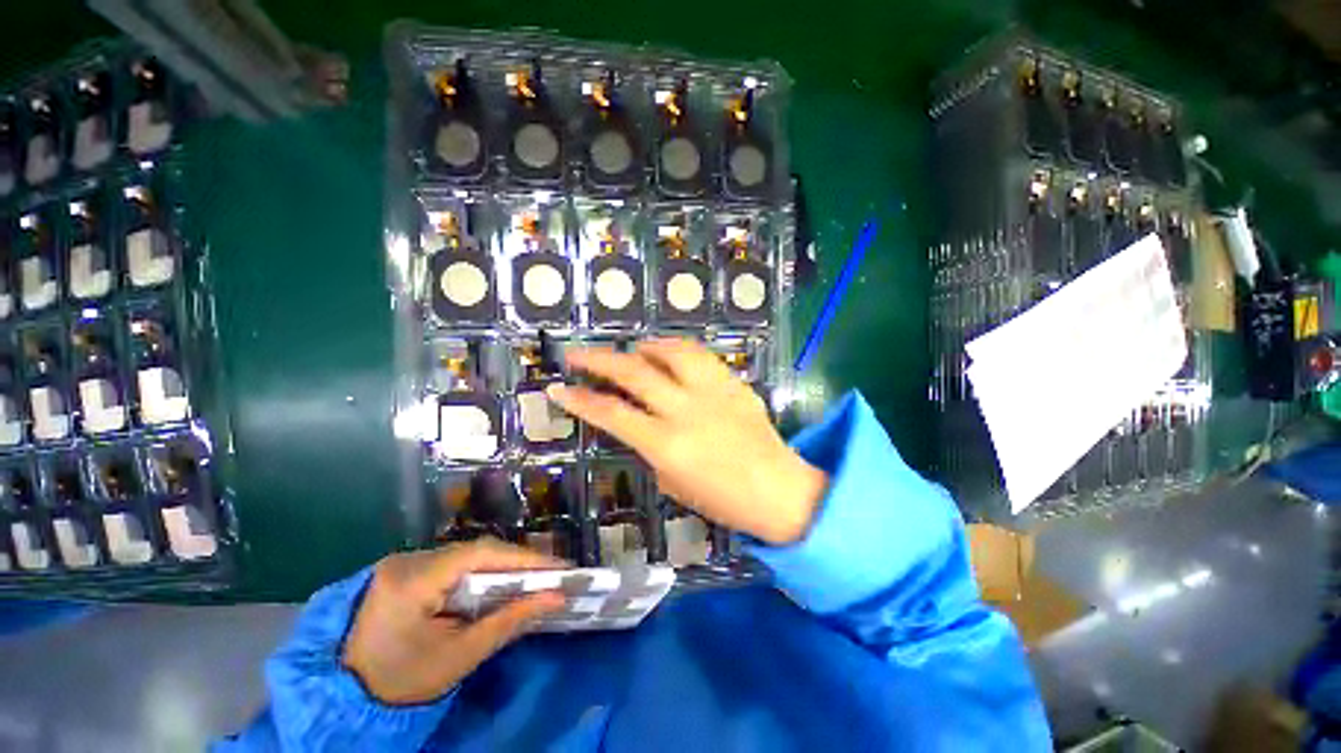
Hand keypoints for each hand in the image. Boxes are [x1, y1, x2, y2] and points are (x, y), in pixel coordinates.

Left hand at [342, 538, 566, 705]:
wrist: (338, 697)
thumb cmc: (398, 682)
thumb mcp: (456, 657)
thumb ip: (507, 623)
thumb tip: (555, 598)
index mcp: (412, 580)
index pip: (480, 554)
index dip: (523, 558)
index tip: (558, 568)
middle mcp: (407, 560)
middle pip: (475, 551)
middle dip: (516, 563)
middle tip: (551, 575)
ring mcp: (402, 564)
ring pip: (465, 556)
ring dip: (499, 568)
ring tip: (532, 580)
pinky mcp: (402, 572)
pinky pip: (451, 565)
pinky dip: (479, 575)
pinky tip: (496, 586)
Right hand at [548, 339, 826, 544]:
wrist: (778, 489)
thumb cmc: (722, 500)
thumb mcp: (672, 483)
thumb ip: (649, 447)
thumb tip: (637, 422)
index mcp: (667, 444)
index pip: (611, 413)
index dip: (579, 400)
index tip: (558, 389)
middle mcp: (686, 410)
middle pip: (634, 372)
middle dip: (598, 359)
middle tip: (577, 354)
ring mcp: (712, 391)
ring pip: (670, 351)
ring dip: (643, 347)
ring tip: (630, 351)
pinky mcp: (732, 382)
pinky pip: (700, 355)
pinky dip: (677, 349)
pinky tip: (668, 353)